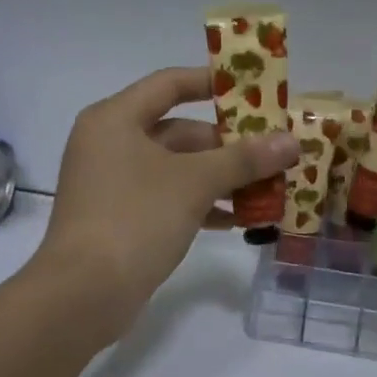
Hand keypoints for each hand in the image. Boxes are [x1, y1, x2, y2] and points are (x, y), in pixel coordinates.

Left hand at [32, 67, 298, 340]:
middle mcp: (110, 144)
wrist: (84, 293)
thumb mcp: (194, 183)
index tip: (254, 90)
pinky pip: (166, 198)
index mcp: (116, 119)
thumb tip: (292, 141)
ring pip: (175, 169)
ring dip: (219, 178)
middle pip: (177, 130)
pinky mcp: (119, 218)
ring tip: (266, 189)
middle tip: (272, 151)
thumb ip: (244, 159)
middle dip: (227, 145)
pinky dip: (199, 204)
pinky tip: (237, 220)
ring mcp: (112, 184)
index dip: (212, 83)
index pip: (169, 84)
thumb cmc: (135, 219)